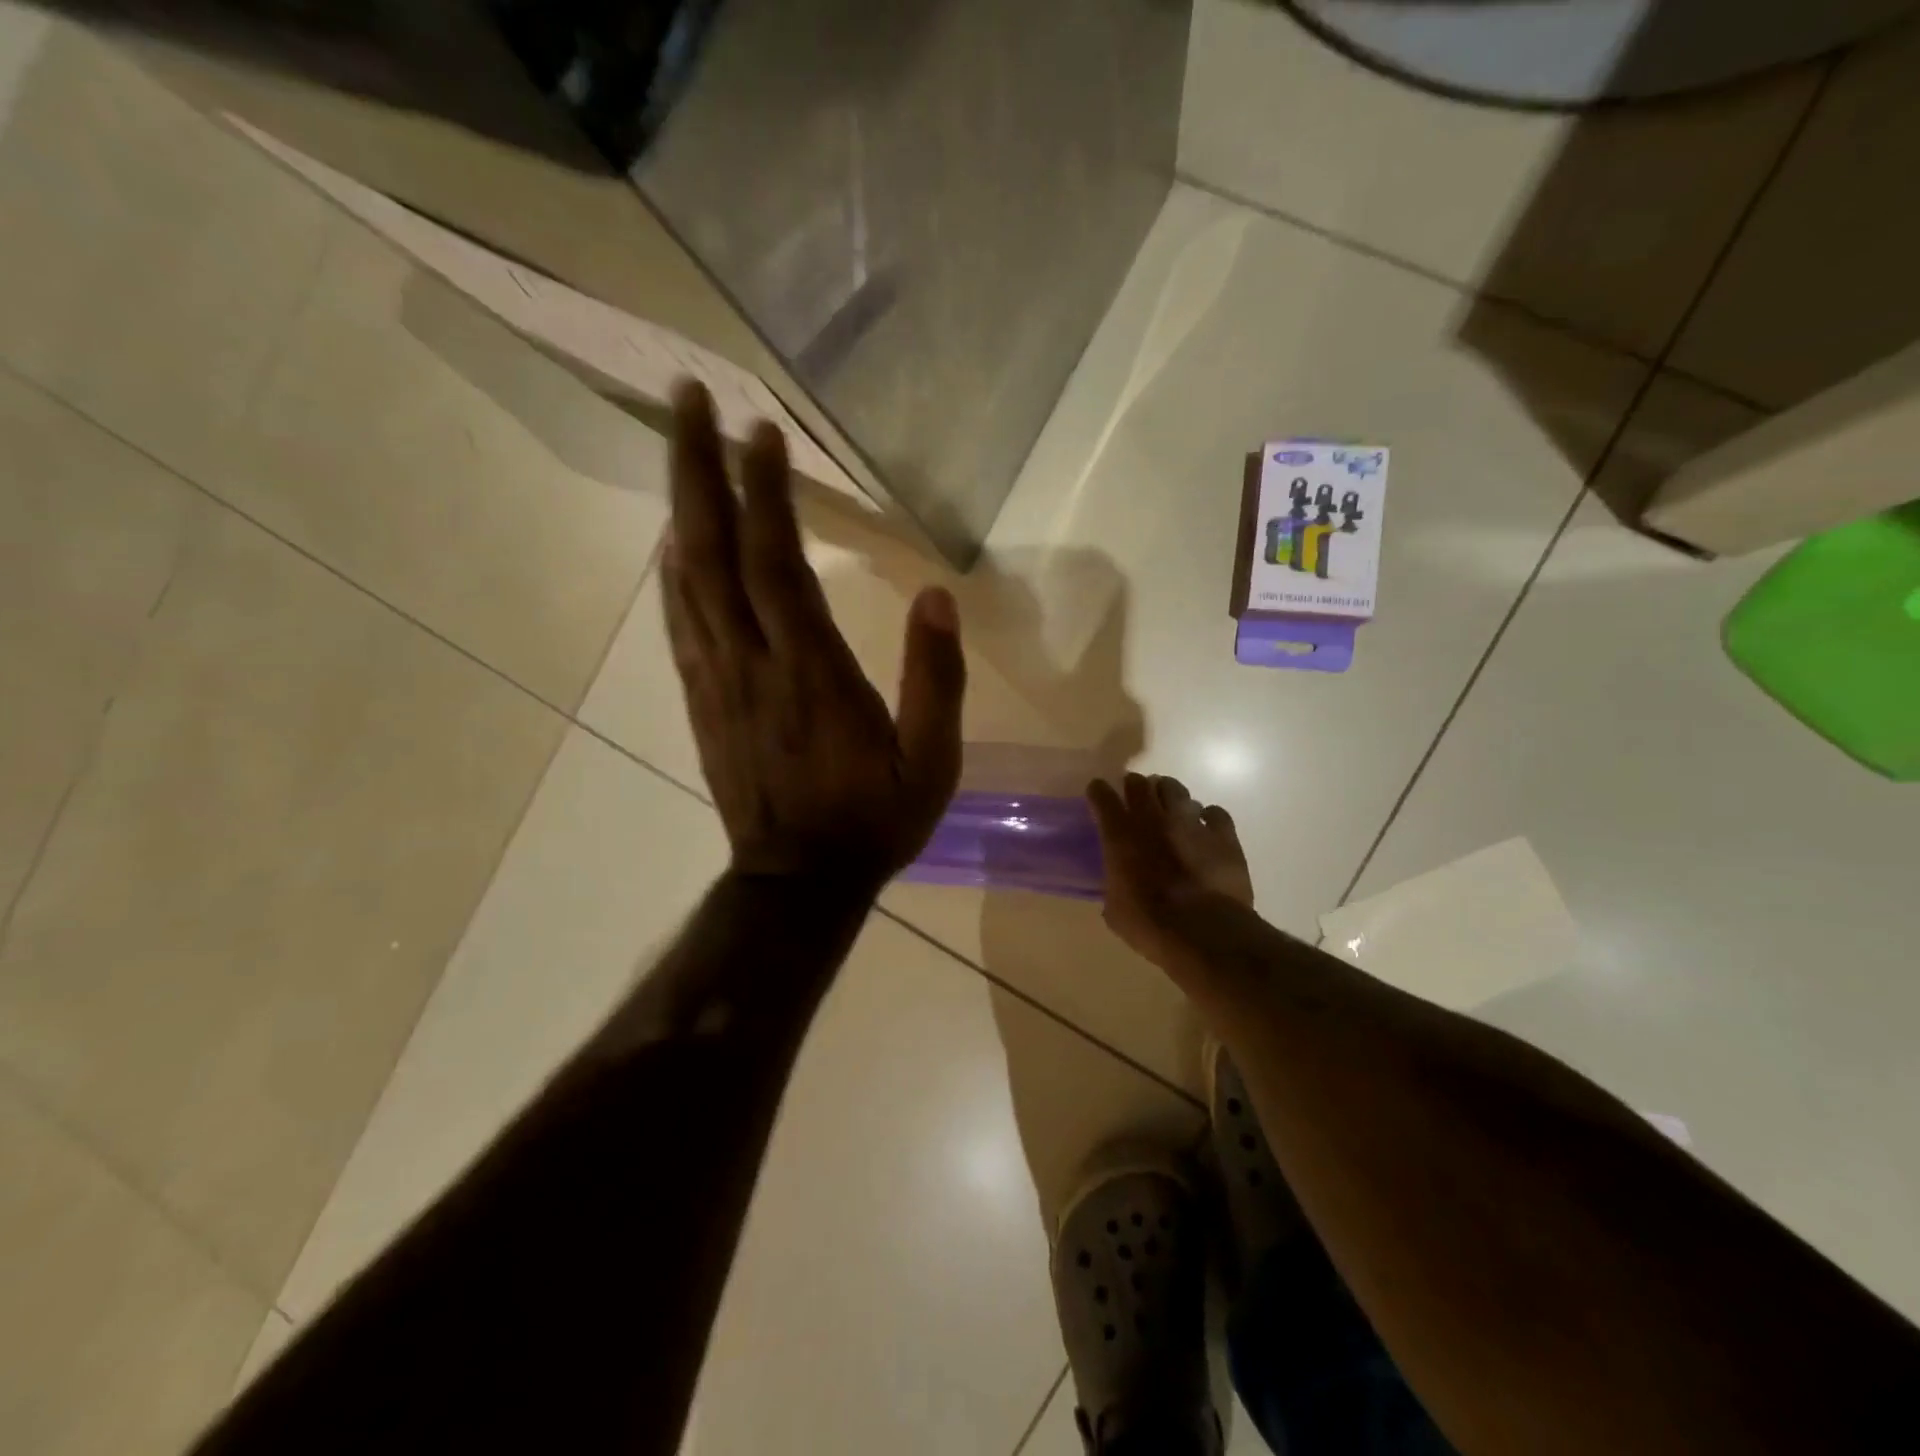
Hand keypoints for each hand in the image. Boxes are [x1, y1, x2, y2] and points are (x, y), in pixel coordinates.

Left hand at [661, 381, 966, 892]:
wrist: (799, 884)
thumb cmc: (873, 822)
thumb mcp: (931, 763)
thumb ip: (937, 681)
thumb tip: (936, 597)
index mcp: (812, 674)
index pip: (777, 565)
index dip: (765, 494)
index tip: (760, 431)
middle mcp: (753, 665)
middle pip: (712, 554)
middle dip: (697, 471)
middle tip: (686, 400)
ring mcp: (718, 682)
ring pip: (687, 582)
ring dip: (678, 508)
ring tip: (676, 448)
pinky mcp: (703, 702)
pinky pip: (680, 625)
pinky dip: (671, 574)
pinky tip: (671, 543)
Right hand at [1087, 774, 1253, 972]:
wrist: (1205, 932)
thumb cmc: (1150, 924)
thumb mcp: (1115, 910)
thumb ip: (1114, 886)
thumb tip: (1119, 886)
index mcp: (1120, 836)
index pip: (1102, 797)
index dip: (1098, 792)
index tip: (1097, 793)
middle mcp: (1153, 819)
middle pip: (1139, 783)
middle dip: (1134, 786)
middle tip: (1134, 797)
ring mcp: (1190, 822)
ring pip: (1176, 789)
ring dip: (1168, 794)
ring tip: (1169, 807)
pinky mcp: (1223, 834)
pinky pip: (1215, 813)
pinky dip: (1208, 817)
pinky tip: (1206, 827)